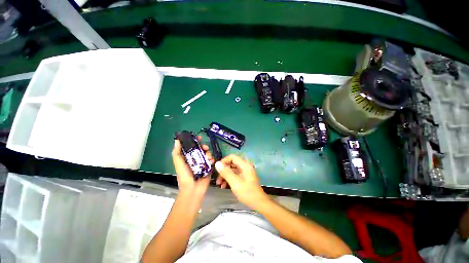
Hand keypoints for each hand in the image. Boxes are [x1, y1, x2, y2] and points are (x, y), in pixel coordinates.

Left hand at [172, 136, 213, 200]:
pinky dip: (212, 159)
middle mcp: (196, 158)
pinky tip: (211, 161)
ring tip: (208, 157)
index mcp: (188, 157)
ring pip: (207, 153)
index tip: (199, 137)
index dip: (195, 141)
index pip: (192, 146)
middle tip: (205, 147)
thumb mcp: (178, 163)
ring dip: (208, 153)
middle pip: (201, 149)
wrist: (193, 188)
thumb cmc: (184, 175)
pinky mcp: (209, 167)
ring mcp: (203, 163)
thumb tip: (176, 140)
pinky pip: (212, 160)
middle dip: (204, 146)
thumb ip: (177, 152)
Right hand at [215, 154, 269, 209]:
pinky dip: (229, 179)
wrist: (258, 203)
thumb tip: (217, 163)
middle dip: (223, 170)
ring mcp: (244, 172)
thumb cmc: (247, 193)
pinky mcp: (244, 177)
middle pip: (231, 163)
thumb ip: (226, 172)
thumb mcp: (235, 183)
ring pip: (232, 170)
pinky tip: (224, 186)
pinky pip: (234, 175)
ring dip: (225, 176)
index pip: (232, 157)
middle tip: (218, 179)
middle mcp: (245, 166)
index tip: (217, 169)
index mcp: (244, 165)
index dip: (224, 161)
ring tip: (219, 184)